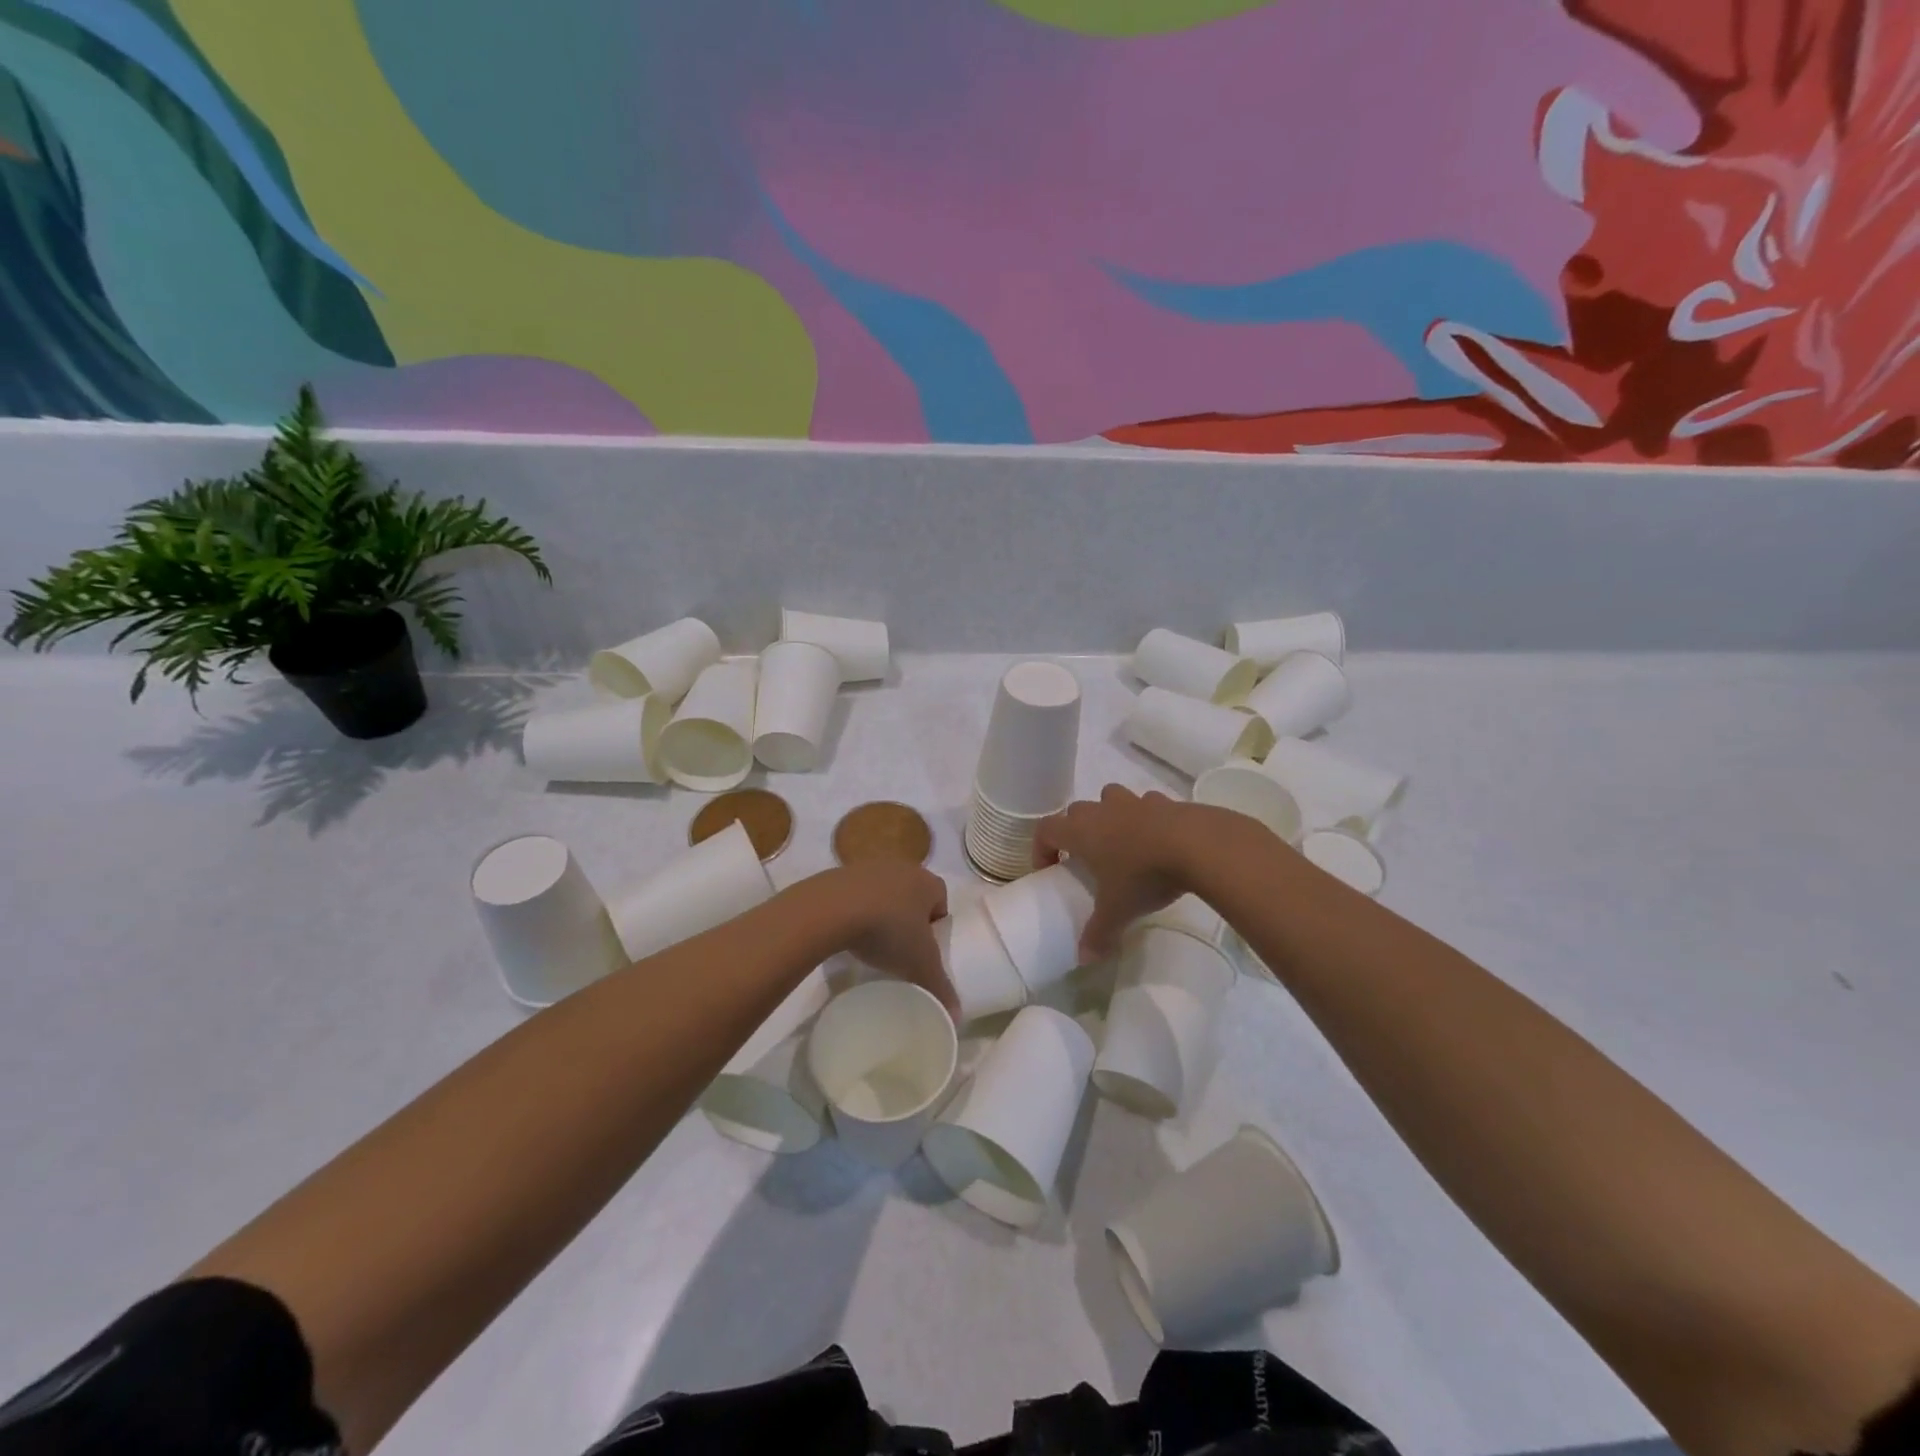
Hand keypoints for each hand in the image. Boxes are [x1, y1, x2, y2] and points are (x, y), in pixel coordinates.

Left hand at [817, 860, 955, 1012]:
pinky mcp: (841, 873)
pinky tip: (848, 932)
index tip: (925, 948)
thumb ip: (940, 987)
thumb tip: (957, 1016)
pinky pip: (856, 894)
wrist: (832, 909)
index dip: (936, 924)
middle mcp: (902, 868)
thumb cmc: (888, 930)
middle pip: (912, 894)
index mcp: (928, 882)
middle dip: (909, 917)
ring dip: (881, 912)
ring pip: (884, 892)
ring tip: (872, 941)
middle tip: (901, 947)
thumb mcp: (919, 965)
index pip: (941, 900)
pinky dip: (856, 909)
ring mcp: (870, 867)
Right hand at [1036, 785, 1207, 958]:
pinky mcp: (1165, 801)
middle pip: (1076, 811)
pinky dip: (1146, 817)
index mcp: (1081, 831)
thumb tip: (1084, 958)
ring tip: (1122, 843)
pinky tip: (1158, 839)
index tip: (1051, 870)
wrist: (1195, 845)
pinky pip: (1147, 804)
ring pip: (1110, 798)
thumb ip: (1098, 933)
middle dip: (1076, 830)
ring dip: (1110, 815)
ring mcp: (1134, 802)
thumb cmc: (1143, 875)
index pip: (1045, 829)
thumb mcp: (1117, 911)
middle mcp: (1102, 810)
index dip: (1041, 848)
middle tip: (1087, 858)